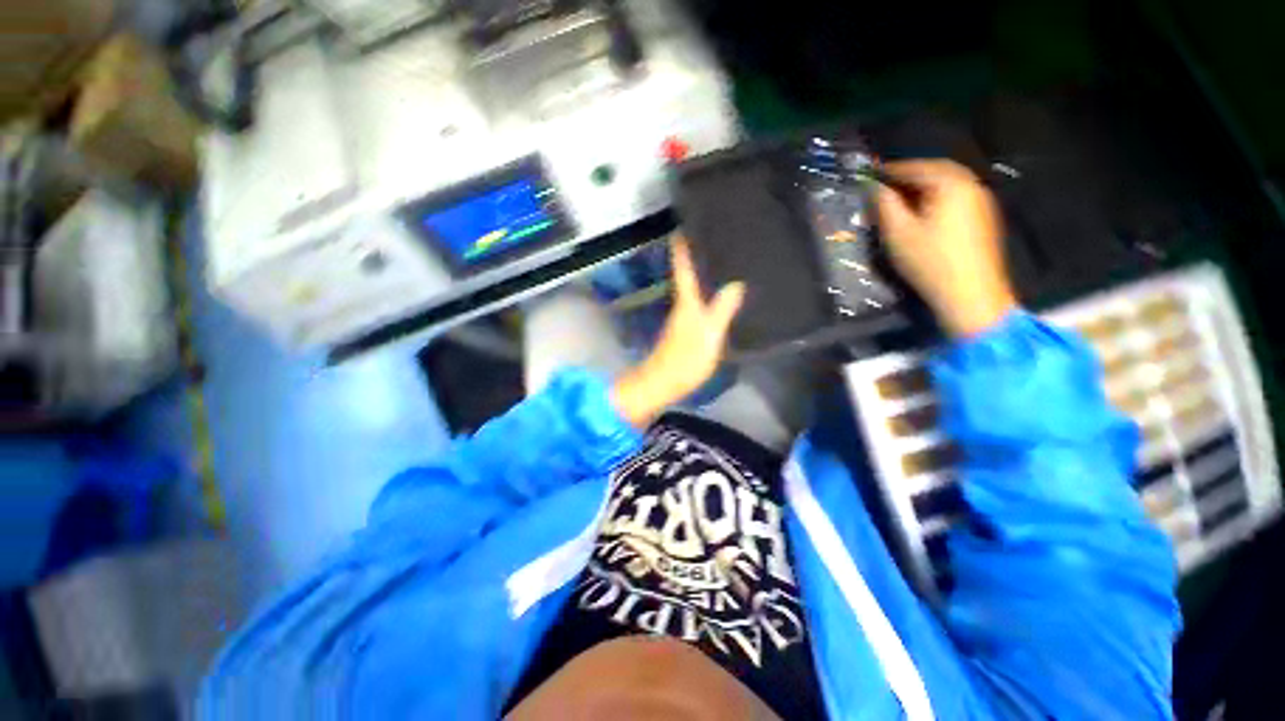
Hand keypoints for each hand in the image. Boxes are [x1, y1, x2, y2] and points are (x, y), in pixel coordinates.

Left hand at [612, 239, 744, 427]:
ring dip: (703, 273)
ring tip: (723, 260)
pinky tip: (719, 293)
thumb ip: (722, 309)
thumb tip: (736, 283)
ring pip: (692, 287)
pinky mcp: (685, 329)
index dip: (683, 246)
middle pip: (687, 274)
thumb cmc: (686, 359)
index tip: (685, 224)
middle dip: (697, 255)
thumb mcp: (709, 335)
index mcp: (686, 301)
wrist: (664, 383)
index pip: (683, 267)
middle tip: (715, 237)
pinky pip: (697, 302)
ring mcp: (682, 317)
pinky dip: (706, 292)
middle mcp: (682, 304)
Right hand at [876, 160, 1017, 336]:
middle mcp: (970, 185)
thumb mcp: (898, 233)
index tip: (870, 175)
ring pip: (948, 184)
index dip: (890, 170)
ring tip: (900, 198)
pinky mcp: (983, 218)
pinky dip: (937, 197)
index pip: (916, 167)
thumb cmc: (929, 261)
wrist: (970, 293)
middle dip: (909, 175)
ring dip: (923, 186)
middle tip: (886, 184)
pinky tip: (923, 212)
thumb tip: (874, 187)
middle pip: (936, 171)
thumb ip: (884, 205)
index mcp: (950, 184)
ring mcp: (981, 201)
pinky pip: (956, 196)